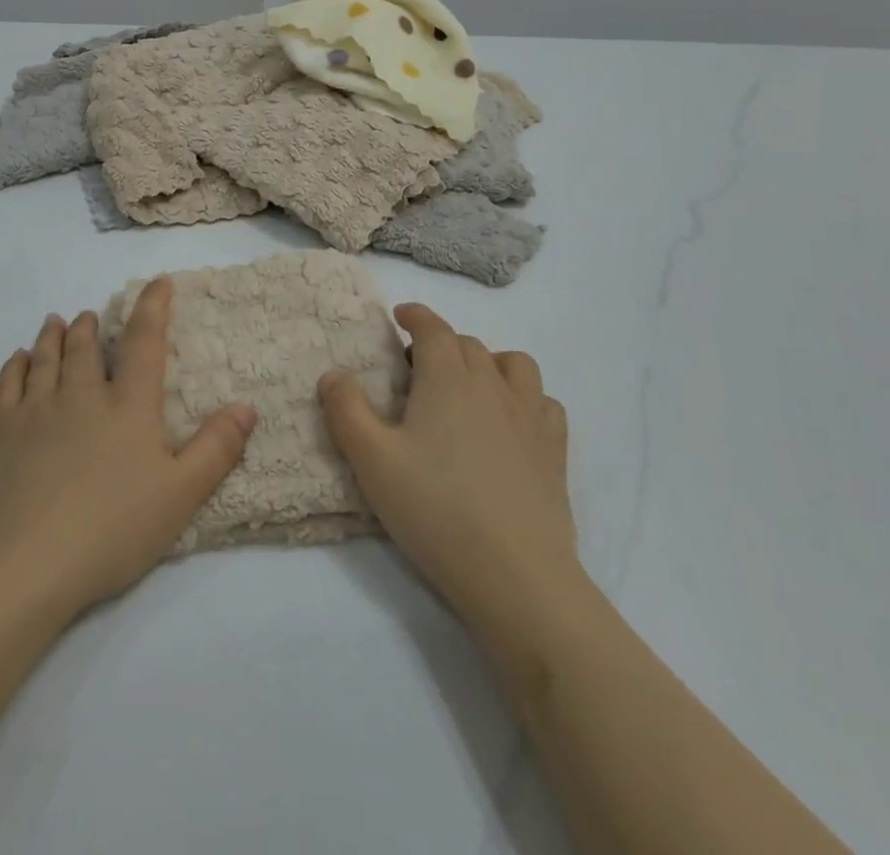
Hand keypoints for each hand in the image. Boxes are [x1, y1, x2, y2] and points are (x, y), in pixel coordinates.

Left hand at [0, 279, 257, 624]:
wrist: (25, 567)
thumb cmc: (112, 530)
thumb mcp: (180, 495)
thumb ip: (216, 449)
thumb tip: (246, 406)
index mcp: (128, 406)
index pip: (144, 342)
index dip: (153, 307)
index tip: (158, 282)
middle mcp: (82, 396)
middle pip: (86, 348)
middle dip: (92, 326)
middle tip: (92, 314)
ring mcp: (36, 413)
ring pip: (46, 359)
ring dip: (54, 336)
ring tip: (57, 322)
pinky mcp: (1, 435)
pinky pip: (7, 386)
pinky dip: (14, 367)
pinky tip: (17, 360)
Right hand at [318, 304, 582, 660]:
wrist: (516, 575)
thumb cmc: (435, 510)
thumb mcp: (372, 461)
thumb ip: (346, 410)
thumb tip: (334, 374)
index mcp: (448, 379)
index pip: (433, 329)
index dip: (416, 316)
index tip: (401, 315)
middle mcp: (492, 385)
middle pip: (468, 344)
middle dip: (441, 344)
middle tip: (417, 370)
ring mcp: (530, 416)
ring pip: (514, 364)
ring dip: (489, 362)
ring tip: (470, 387)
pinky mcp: (555, 450)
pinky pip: (545, 402)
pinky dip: (525, 398)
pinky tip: (512, 423)